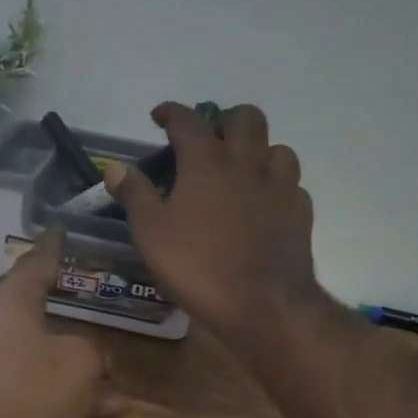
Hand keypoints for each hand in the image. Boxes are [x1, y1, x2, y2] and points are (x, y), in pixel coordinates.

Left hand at [0, 226, 127, 417]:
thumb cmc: (26, 394)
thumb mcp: (78, 364)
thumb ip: (91, 352)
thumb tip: (91, 358)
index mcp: (9, 304)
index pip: (35, 264)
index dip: (54, 248)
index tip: (61, 231)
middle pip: (34, 310)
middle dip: (66, 309)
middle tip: (91, 297)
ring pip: (41, 357)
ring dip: (77, 367)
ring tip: (116, 377)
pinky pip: (36, 391)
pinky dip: (66, 397)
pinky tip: (107, 413)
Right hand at [104, 103, 321, 349]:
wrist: (264, 304)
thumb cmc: (199, 266)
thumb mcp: (151, 233)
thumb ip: (135, 195)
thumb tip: (116, 167)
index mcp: (207, 161)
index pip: (188, 120)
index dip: (171, 112)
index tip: (160, 116)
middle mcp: (247, 163)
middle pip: (245, 118)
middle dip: (224, 119)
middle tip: (208, 140)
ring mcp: (280, 186)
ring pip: (277, 147)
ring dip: (257, 151)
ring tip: (240, 171)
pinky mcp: (300, 211)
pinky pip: (291, 184)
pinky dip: (275, 185)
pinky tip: (264, 204)